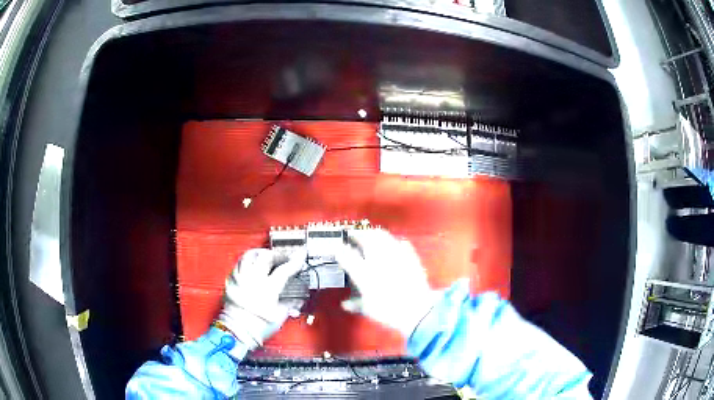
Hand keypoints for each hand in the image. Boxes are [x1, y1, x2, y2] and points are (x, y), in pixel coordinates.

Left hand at [217, 248, 305, 349]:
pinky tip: (252, 265)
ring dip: (261, 253)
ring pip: (249, 256)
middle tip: (284, 257)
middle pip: (266, 257)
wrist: (236, 332)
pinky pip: (239, 264)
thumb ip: (290, 303)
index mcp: (268, 289)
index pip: (284, 269)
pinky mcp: (231, 281)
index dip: (295, 261)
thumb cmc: (258, 327)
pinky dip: (247, 261)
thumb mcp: (280, 316)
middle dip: (278, 254)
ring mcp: (240, 278)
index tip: (300, 256)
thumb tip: (298, 298)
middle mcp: (253, 280)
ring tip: (267, 256)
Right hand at [335, 229, 438, 337]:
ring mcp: (396, 256)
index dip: (339, 249)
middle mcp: (378, 260)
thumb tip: (345, 304)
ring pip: (383, 236)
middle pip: (365, 238)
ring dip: (374, 233)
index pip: (347, 255)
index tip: (336, 247)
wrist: (417, 310)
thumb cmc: (389, 311)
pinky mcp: (410, 257)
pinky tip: (394, 243)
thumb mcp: (368, 309)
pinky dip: (394, 241)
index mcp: (365, 273)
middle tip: (352, 235)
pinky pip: (401, 243)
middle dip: (357, 234)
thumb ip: (355, 304)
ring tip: (370, 234)